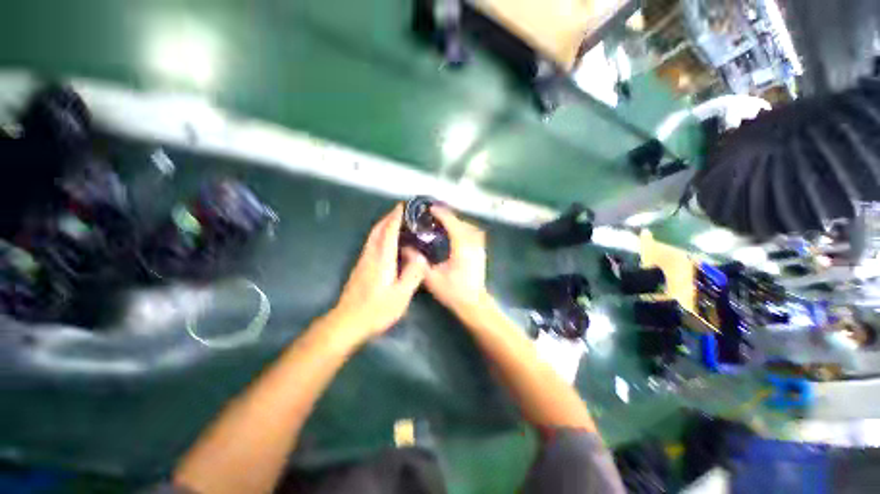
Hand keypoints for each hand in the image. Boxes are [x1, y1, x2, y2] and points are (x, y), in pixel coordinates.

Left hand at [332, 204, 428, 341]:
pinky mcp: (360, 267)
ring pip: (373, 236)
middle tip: (401, 211)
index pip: (388, 231)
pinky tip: (387, 242)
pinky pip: (372, 244)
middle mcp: (371, 255)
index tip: (403, 206)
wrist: (347, 321)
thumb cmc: (377, 310)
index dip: (396, 217)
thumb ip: (413, 274)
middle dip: (388, 217)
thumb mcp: (401, 295)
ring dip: (383, 225)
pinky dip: (380, 235)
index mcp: (382, 259)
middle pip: (378, 229)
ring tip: (396, 222)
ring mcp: (363, 261)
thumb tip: (422, 257)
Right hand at [424, 207, 489, 312]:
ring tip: (444, 223)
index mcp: (461, 247)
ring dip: (458, 222)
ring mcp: (479, 248)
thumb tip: (406, 248)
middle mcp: (473, 244)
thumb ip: (419, 261)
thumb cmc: (453, 292)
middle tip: (434, 215)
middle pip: (462, 222)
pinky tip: (456, 234)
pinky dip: (465, 229)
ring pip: (470, 227)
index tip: (430, 208)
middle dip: (449, 216)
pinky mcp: (481, 253)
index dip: (441, 214)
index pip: (452, 223)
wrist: (474, 304)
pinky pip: (474, 234)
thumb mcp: (432, 278)